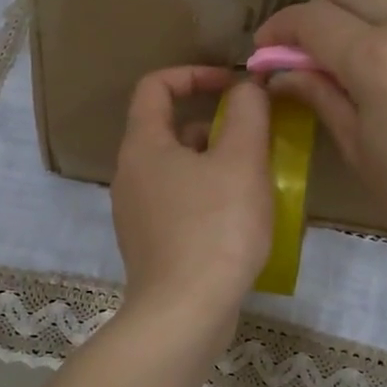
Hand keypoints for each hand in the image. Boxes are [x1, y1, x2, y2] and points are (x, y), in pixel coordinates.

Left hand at [111, 66, 272, 332]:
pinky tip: (239, 220)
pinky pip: (179, 203)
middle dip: (215, 126)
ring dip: (215, 164)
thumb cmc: (215, 229)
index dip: (194, 74)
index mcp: (143, 146)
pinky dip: (207, 197)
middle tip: (255, 141)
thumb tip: (245, 88)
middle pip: (169, 130)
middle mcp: (130, 174)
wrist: (184, 313)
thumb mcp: (242, 161)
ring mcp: (136, 213)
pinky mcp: (150, 244)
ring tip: (255, 181)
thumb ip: (247, 113)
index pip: (155, 86)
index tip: (233, 86)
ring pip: (177, 170)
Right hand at [255, 0, 386, 279]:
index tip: (265, 49)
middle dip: (317, 10)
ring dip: (359, 14)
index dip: (279, 29)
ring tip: (352, 57)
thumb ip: (319, 95)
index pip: (311, 19)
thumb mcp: (358, 149)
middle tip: (306, 49)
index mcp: (377, 58)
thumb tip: (281, 72)